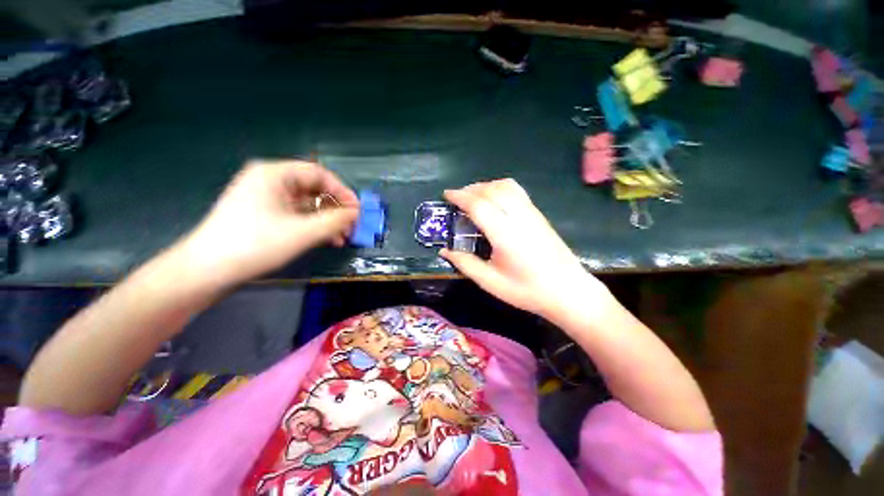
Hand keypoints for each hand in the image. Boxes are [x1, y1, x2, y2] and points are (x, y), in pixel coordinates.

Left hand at [179, 160, 358, 285]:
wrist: (207, 271)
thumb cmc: (255, 244)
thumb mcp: (303, 232)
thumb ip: (335, 220)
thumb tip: (356, 213)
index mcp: (275, 174)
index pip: (319, 174)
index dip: (342, 191)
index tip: (357, 210)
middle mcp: (270, 181)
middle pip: (314, 189)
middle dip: (336, 209)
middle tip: (351, 227)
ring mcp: (266, 199)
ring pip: (307, 205)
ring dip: (328, 221)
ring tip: (342, 239)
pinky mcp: (264, 215)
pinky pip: (297, 215)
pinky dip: (314, 226)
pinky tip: (327, 240)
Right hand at [440, 179, 608, 318]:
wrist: (568, 291)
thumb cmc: (527, 290)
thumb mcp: (490, 282)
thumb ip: (465, 263)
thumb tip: (444, 250)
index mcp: (504, 234)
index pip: (479, 204)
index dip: (460, 197)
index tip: (446, 195)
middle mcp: (519, 217)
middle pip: (491, 190)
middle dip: (470, 189)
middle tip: (456, 198)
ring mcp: (531, 213)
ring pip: (506, 186)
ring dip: (485, 186)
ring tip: (473, 196)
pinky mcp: (539, 215)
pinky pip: (516, 191)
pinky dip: (500, 188)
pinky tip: (494, 200)